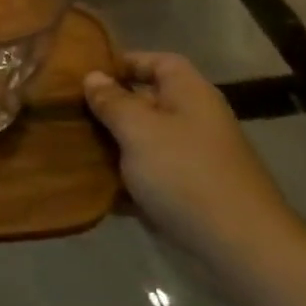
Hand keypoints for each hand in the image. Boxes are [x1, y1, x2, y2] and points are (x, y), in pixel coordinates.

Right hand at [83, 53, 304, 268]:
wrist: (237, 244)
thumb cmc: (184, 173)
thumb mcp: (139, 129)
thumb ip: (112, 101)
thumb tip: (93, 76)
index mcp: (189, 93)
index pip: (158, 61)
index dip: (124, 62)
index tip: (86, 75)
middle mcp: (193, 120)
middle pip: (146, 102)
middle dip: (108, 108)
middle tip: (68, 113)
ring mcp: (191, 158)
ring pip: (143, 142)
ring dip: (111, 146)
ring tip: (70, 148)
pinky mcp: (186, 193)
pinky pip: (147, 177)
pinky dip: (123, 181)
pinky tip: (91, 187)